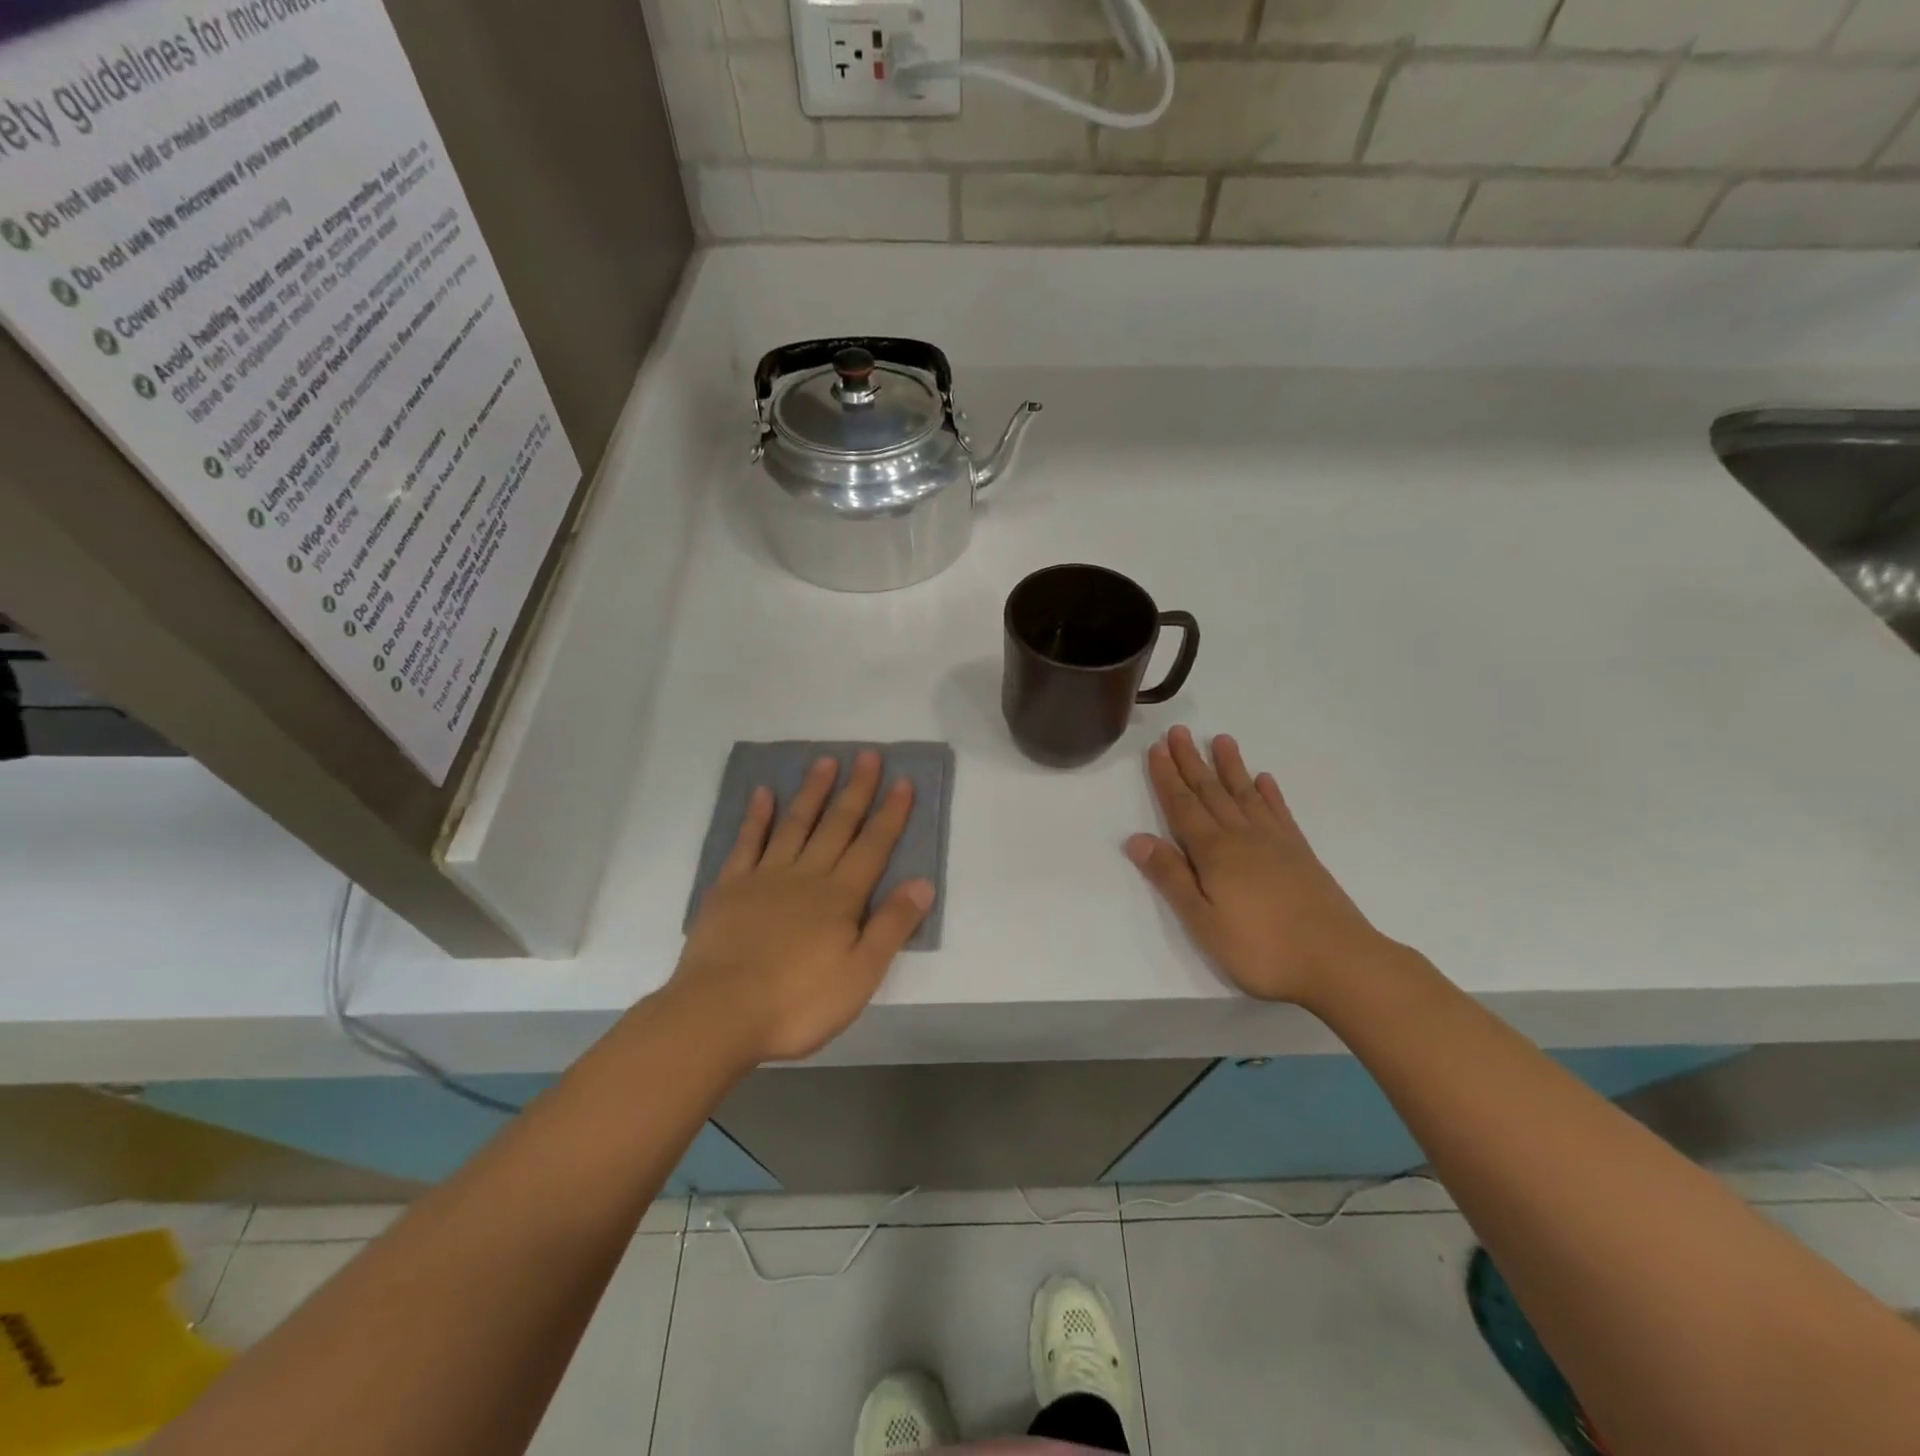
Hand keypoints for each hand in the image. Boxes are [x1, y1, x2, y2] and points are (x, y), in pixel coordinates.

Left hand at [666, 751, 934, 1065]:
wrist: (718, 1014)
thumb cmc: (797, 1003)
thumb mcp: (860, 975)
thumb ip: (892, 926)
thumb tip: (923, 883)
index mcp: (840, 898)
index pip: (873, 847)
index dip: (891, 814)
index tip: (903, 781)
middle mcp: (806, 876)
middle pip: (837, 826)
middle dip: (856, 790)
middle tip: (868, 754)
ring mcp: (764, 878)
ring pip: (795, 825)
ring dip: (812, 792)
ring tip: (825, 761)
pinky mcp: (729, 888)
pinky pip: (747, 843)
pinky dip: (756, 817)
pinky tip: (763, 794)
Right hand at [1125, 726, 1388, 1005]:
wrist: (1338, 961)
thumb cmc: (1260, 948)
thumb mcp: (1202, 922)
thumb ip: (1170, 878)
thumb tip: (1136, 839)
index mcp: (1213, 852)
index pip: (1182, 807)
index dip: (1167, 778)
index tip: (1158, 748)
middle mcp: (1242, 837)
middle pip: (1211, 792)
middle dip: (1192, 762)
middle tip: (1179, 732)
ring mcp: (1275, 842)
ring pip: (1245, 794)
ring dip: (1230, 767)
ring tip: (1221, 740)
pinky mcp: (1300, 854)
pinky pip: (1279, 813)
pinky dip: (1270, 794)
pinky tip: (1265, 780)